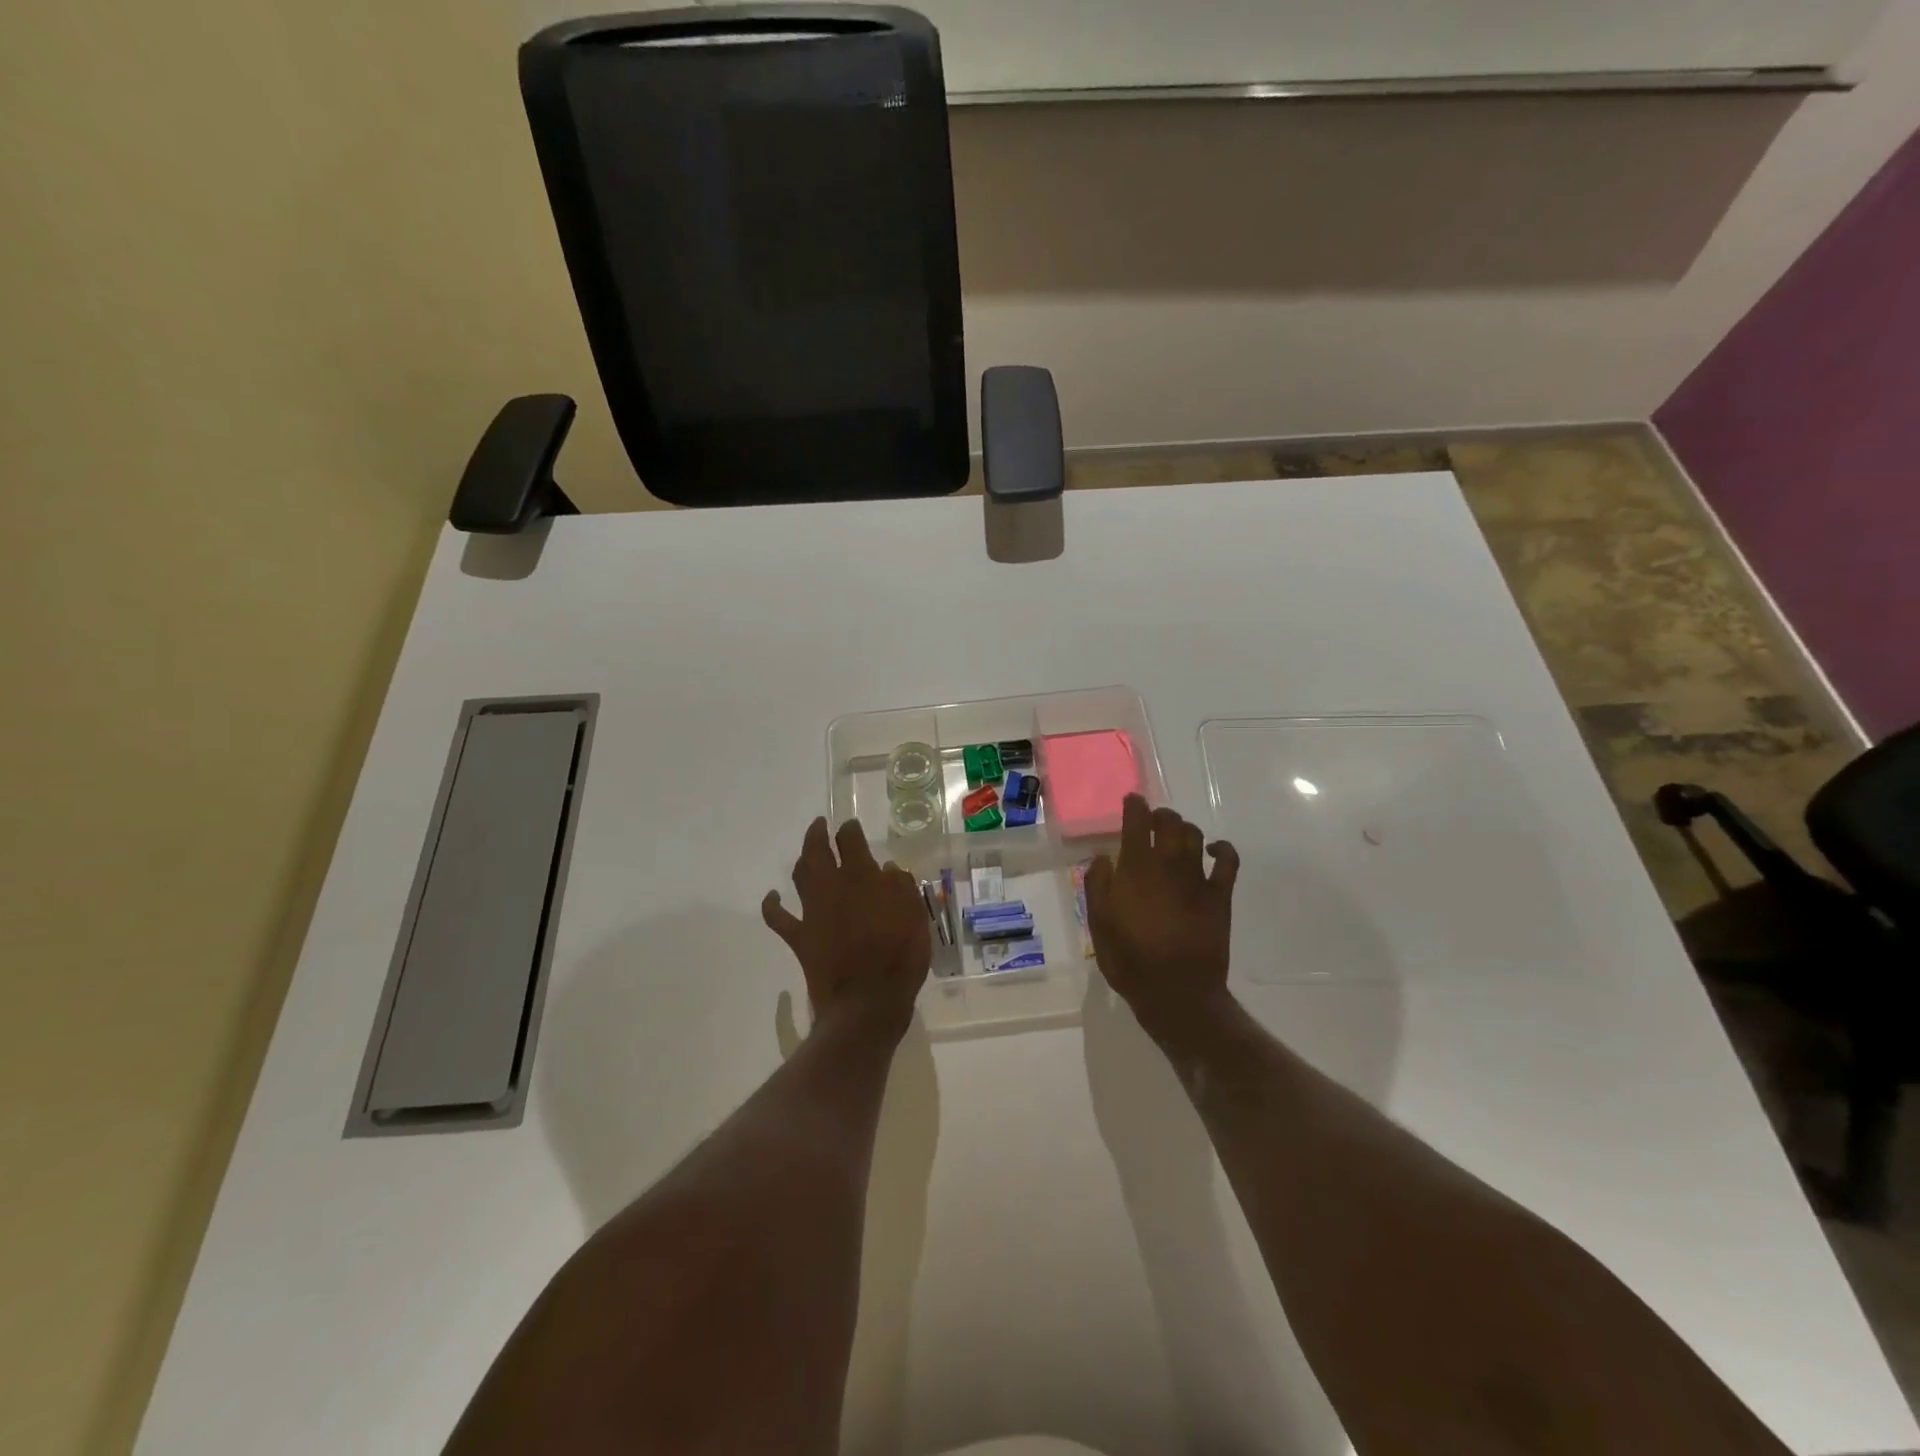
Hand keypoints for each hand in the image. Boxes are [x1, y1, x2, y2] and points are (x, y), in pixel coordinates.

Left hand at [762, 817, 929, 1039]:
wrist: (869, 1001)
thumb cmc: (900, 957)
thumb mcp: (916, 917)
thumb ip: (902, 887)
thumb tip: (888, 869)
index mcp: (863, 877)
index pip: (851, 840)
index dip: (850, 830)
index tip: (851, 827)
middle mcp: (833, 887)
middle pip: (817, 850)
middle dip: (817, 834)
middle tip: (820, 825)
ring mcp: (813, 912)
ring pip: (800, 875)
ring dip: (802, 860)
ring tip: (806, 853)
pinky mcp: (800, 937)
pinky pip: (779, 917)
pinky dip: (772, 905)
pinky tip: (772, 896)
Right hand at [1085, 796, 1239, 1046]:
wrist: (1176, 992)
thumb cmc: (1129, 959)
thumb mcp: (1098, 923)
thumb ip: (1097, 885)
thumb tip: (1102, 857)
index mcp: (1136, 868)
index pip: (1137, 822)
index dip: (1135, 806)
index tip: (1132, 801)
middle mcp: (1168, 864)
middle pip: (1170, 822)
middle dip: (1161, 815)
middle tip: (1153, 821)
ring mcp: (1197, 878)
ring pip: (1195, 835)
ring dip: (1184, 829)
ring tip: (1176, 835)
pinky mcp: (1220, 895)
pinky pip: (1228, 861)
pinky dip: (1222, 849)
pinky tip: (1214, 850)